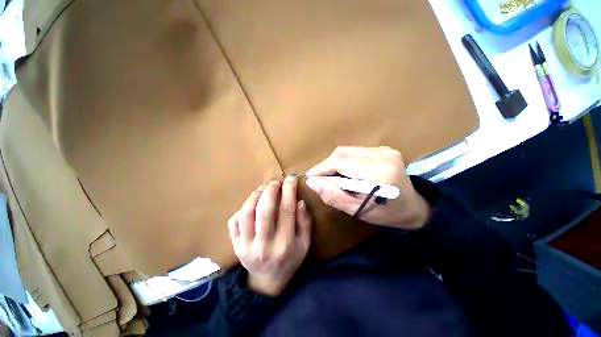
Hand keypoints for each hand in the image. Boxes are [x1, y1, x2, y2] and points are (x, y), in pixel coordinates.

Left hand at [228, 176, 311, 295]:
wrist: (266, 282)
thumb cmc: (289, 260)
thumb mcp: (305, 244)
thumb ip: (305, 223)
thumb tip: (300, 202)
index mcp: (285, 244)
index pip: (287, 210)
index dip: (289, 190)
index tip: (291, 178)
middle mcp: (264, 245)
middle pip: (264, 210)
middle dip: (270, 190)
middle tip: (275, 182)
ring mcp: (245, 246)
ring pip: (247, 213)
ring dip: (255, 195)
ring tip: (263, 188)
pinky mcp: (235, 246)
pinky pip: (234, 221)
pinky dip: (242, 208)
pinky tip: (251, 203)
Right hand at [305, 146, 429, 228]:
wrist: (414, 206)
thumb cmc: (386, 213)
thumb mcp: (357, 210)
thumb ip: (333, 196)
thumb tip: (312, 181)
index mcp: (379, 173)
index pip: (340, 162)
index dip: (321, 168)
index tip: (310, 177)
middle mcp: (382, 155)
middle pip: (342, 153)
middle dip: (327, 166)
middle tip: (322, 180)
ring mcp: (384, 149)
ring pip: (347, 151)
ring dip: (335, 164)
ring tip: (335, 178)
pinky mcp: (383, 149)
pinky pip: (355, 151)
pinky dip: (345, 162)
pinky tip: (348, 173)